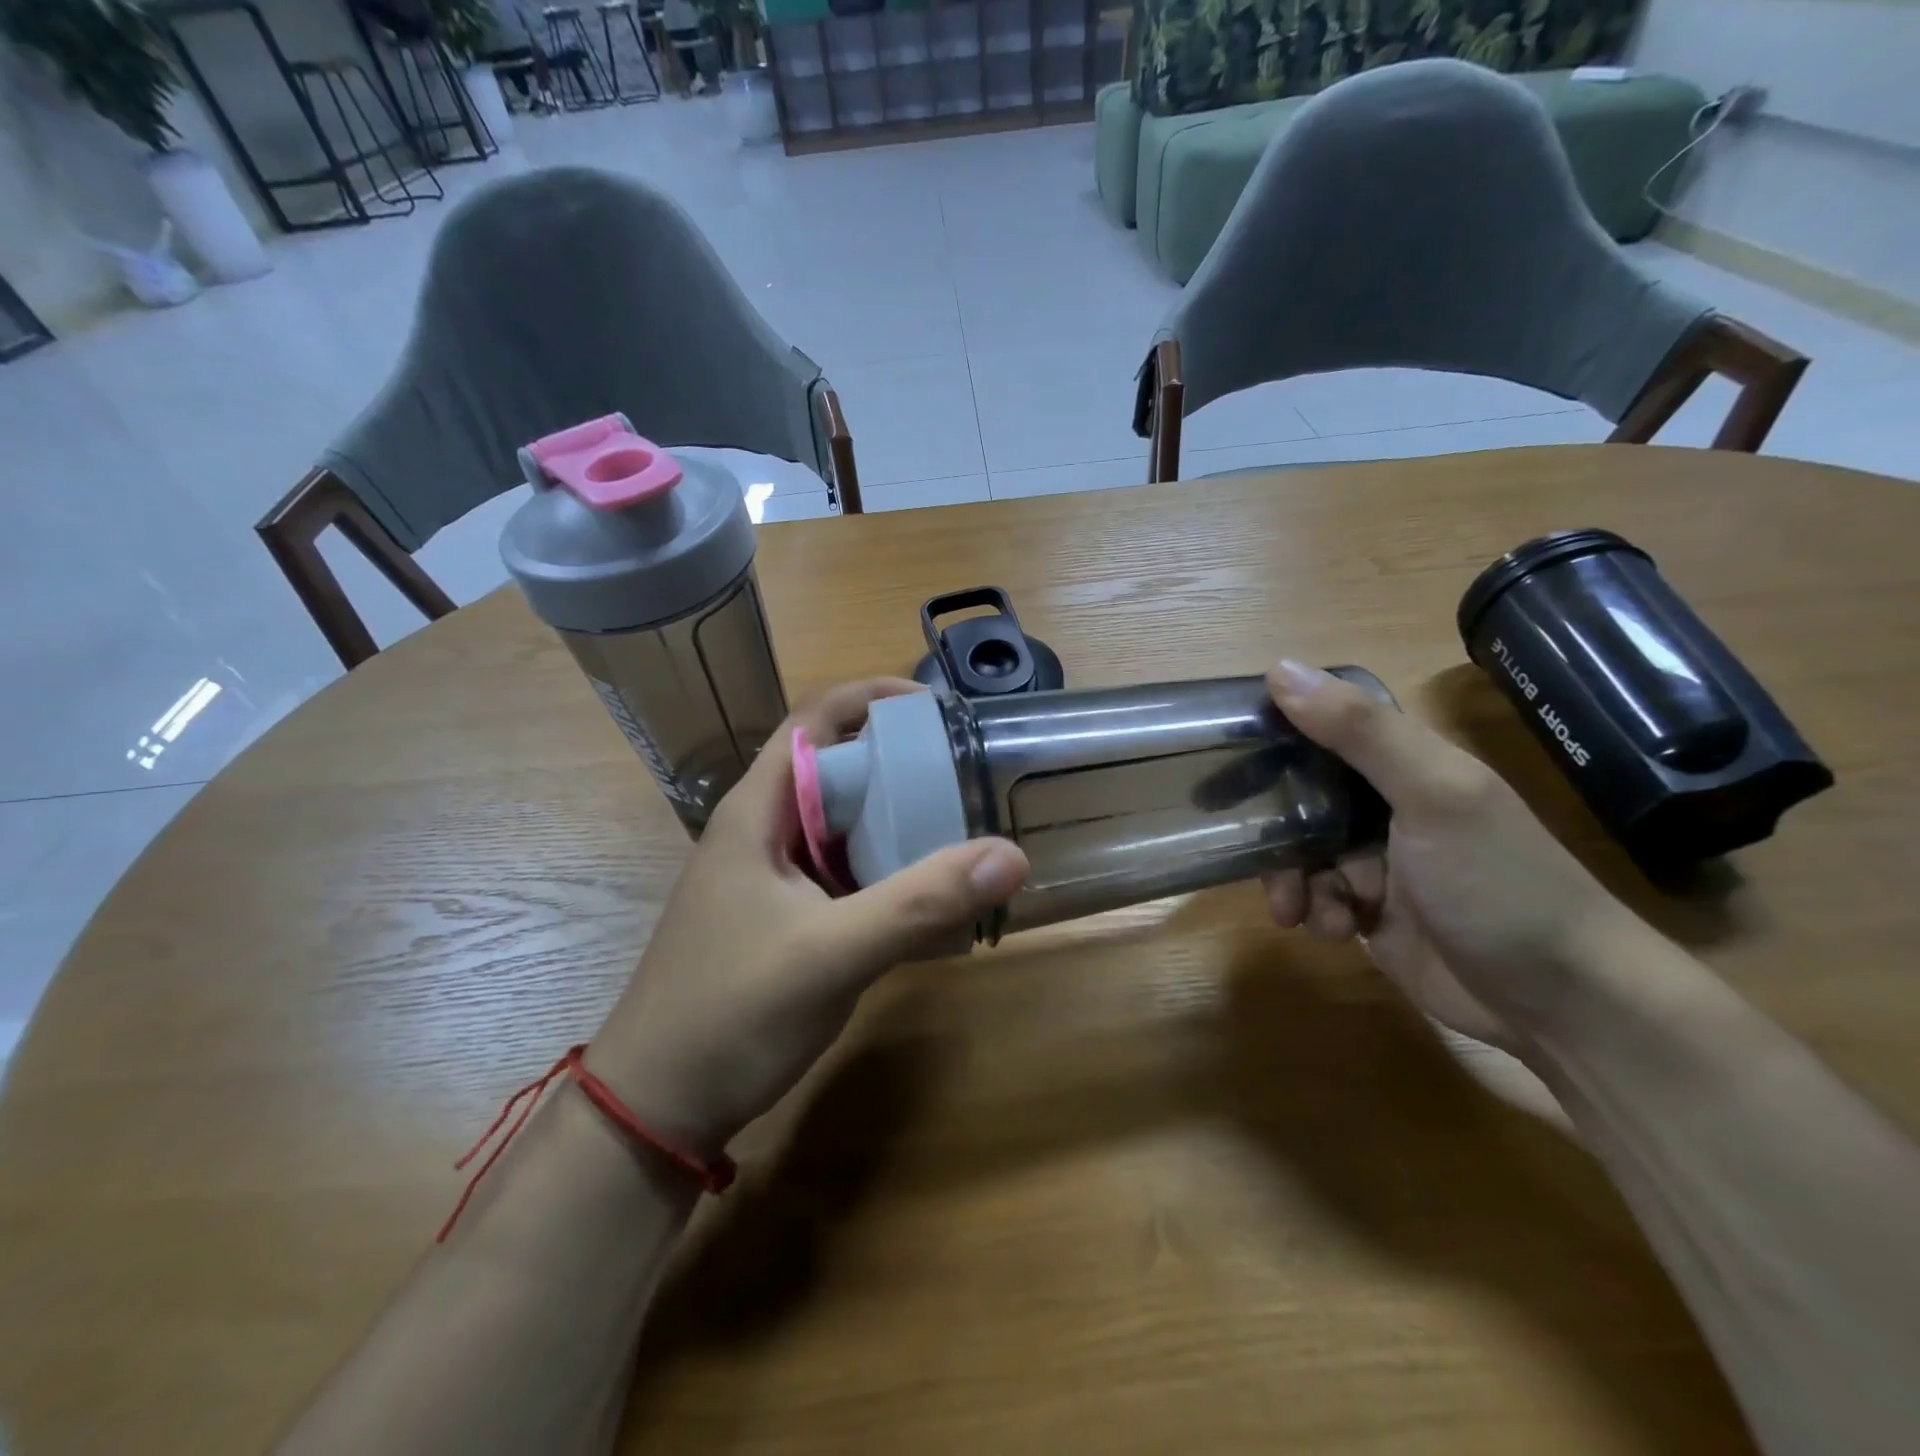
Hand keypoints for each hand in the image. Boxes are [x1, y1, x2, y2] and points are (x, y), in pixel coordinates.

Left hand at [587, 680, 1027, 1155]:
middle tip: (967, 773)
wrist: (656, 1107)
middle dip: (899, 761)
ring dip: (895, 818)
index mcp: (757, 811)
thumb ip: (920, 903)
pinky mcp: (783, 918)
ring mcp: (771, 878)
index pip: (815, 720)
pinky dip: (885, 869)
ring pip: (842, 825)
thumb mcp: (831, 954)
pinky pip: (843, 873)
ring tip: (961, 823)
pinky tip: (926, 893)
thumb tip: (1010, 854)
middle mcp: (763, 831)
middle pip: (837, 768)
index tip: (938, 710)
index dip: (873, 698)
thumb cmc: (730, 1014)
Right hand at [1259, 660, 1642, 1052]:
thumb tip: (1279, 668)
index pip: (1323, 728)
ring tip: (1299, 908)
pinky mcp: (1372, 912)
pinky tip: (1336, 931)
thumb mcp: (1434, 795)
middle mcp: (1388, 805)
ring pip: (1301, 851)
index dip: (1274, 734)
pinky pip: (1317, 896)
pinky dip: (1316, 911)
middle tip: (1245, 844)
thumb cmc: (1498, 884)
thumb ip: (1360, 732)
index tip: (1223, 752)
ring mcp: (1379, 861)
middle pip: (1301, 795)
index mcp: (1406, 764)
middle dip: (1273, 824)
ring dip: (1291, 878)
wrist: (1564, 1004)